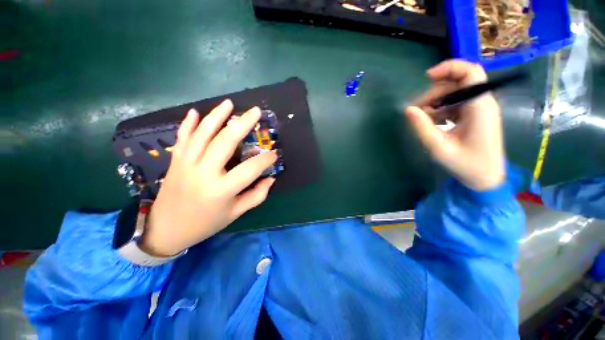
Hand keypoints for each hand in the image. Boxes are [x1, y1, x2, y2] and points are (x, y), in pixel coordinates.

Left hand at [139, 99, 276, 256]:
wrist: (165, 231)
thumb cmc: (205, 223)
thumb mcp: (235, 213)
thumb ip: (256, 196)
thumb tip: (270, 179)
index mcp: (221, 190)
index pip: (250, 169)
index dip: (265, 160)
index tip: (274, 154)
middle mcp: (204, 173)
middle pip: (225, 142)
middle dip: (243, 124)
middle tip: (255, 111)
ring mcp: (186, 164)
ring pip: (202, 133)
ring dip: (216, 116)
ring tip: (229, 104)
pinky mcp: (175, 161)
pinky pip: (182, 138)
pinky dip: (188, 123)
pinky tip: (195, 112)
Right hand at [405, 60, 505, 190]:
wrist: (486, 178)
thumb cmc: (466, 165)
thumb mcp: (439, 148)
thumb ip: (422, 128)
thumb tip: (408, 110)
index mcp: (480, 107)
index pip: (470, 72)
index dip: (449, 68)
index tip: (426, 77)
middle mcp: (482, 103)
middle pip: (457, 84)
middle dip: (433, 94)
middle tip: (415, 111)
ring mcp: (478, 110)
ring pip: (454, 95)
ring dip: (434, 103)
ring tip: (420, 119)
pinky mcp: (474, 117)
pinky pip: (454, 105)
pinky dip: (440, 111)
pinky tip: (430, 123)